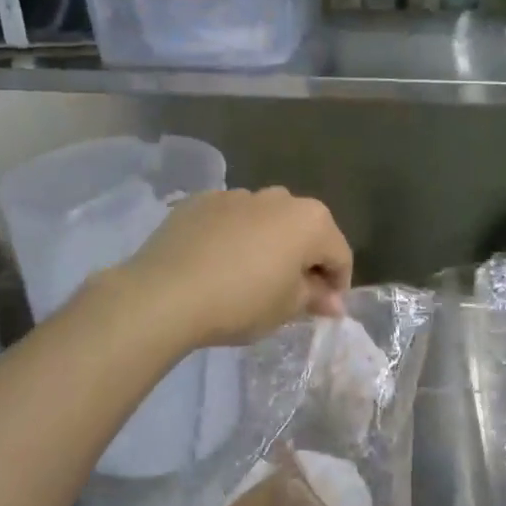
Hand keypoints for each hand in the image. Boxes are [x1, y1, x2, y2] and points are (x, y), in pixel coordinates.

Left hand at [113, 187, 352, 348]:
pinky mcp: (200, 201)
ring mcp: (237, 195)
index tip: (325, 310)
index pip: (339, 254)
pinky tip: (217, 264)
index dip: (338, 285)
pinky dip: (233, 237)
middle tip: (291, 294)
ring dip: (268, 244)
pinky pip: (230, 220)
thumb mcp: (287, 308)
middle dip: (304, 259)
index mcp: (310, 220)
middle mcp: (279, 198)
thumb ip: (315, 297)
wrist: (165, 293)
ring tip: (250, 276)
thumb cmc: (241, 302)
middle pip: (304, 230)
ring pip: (266, 221)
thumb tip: (334, 301)